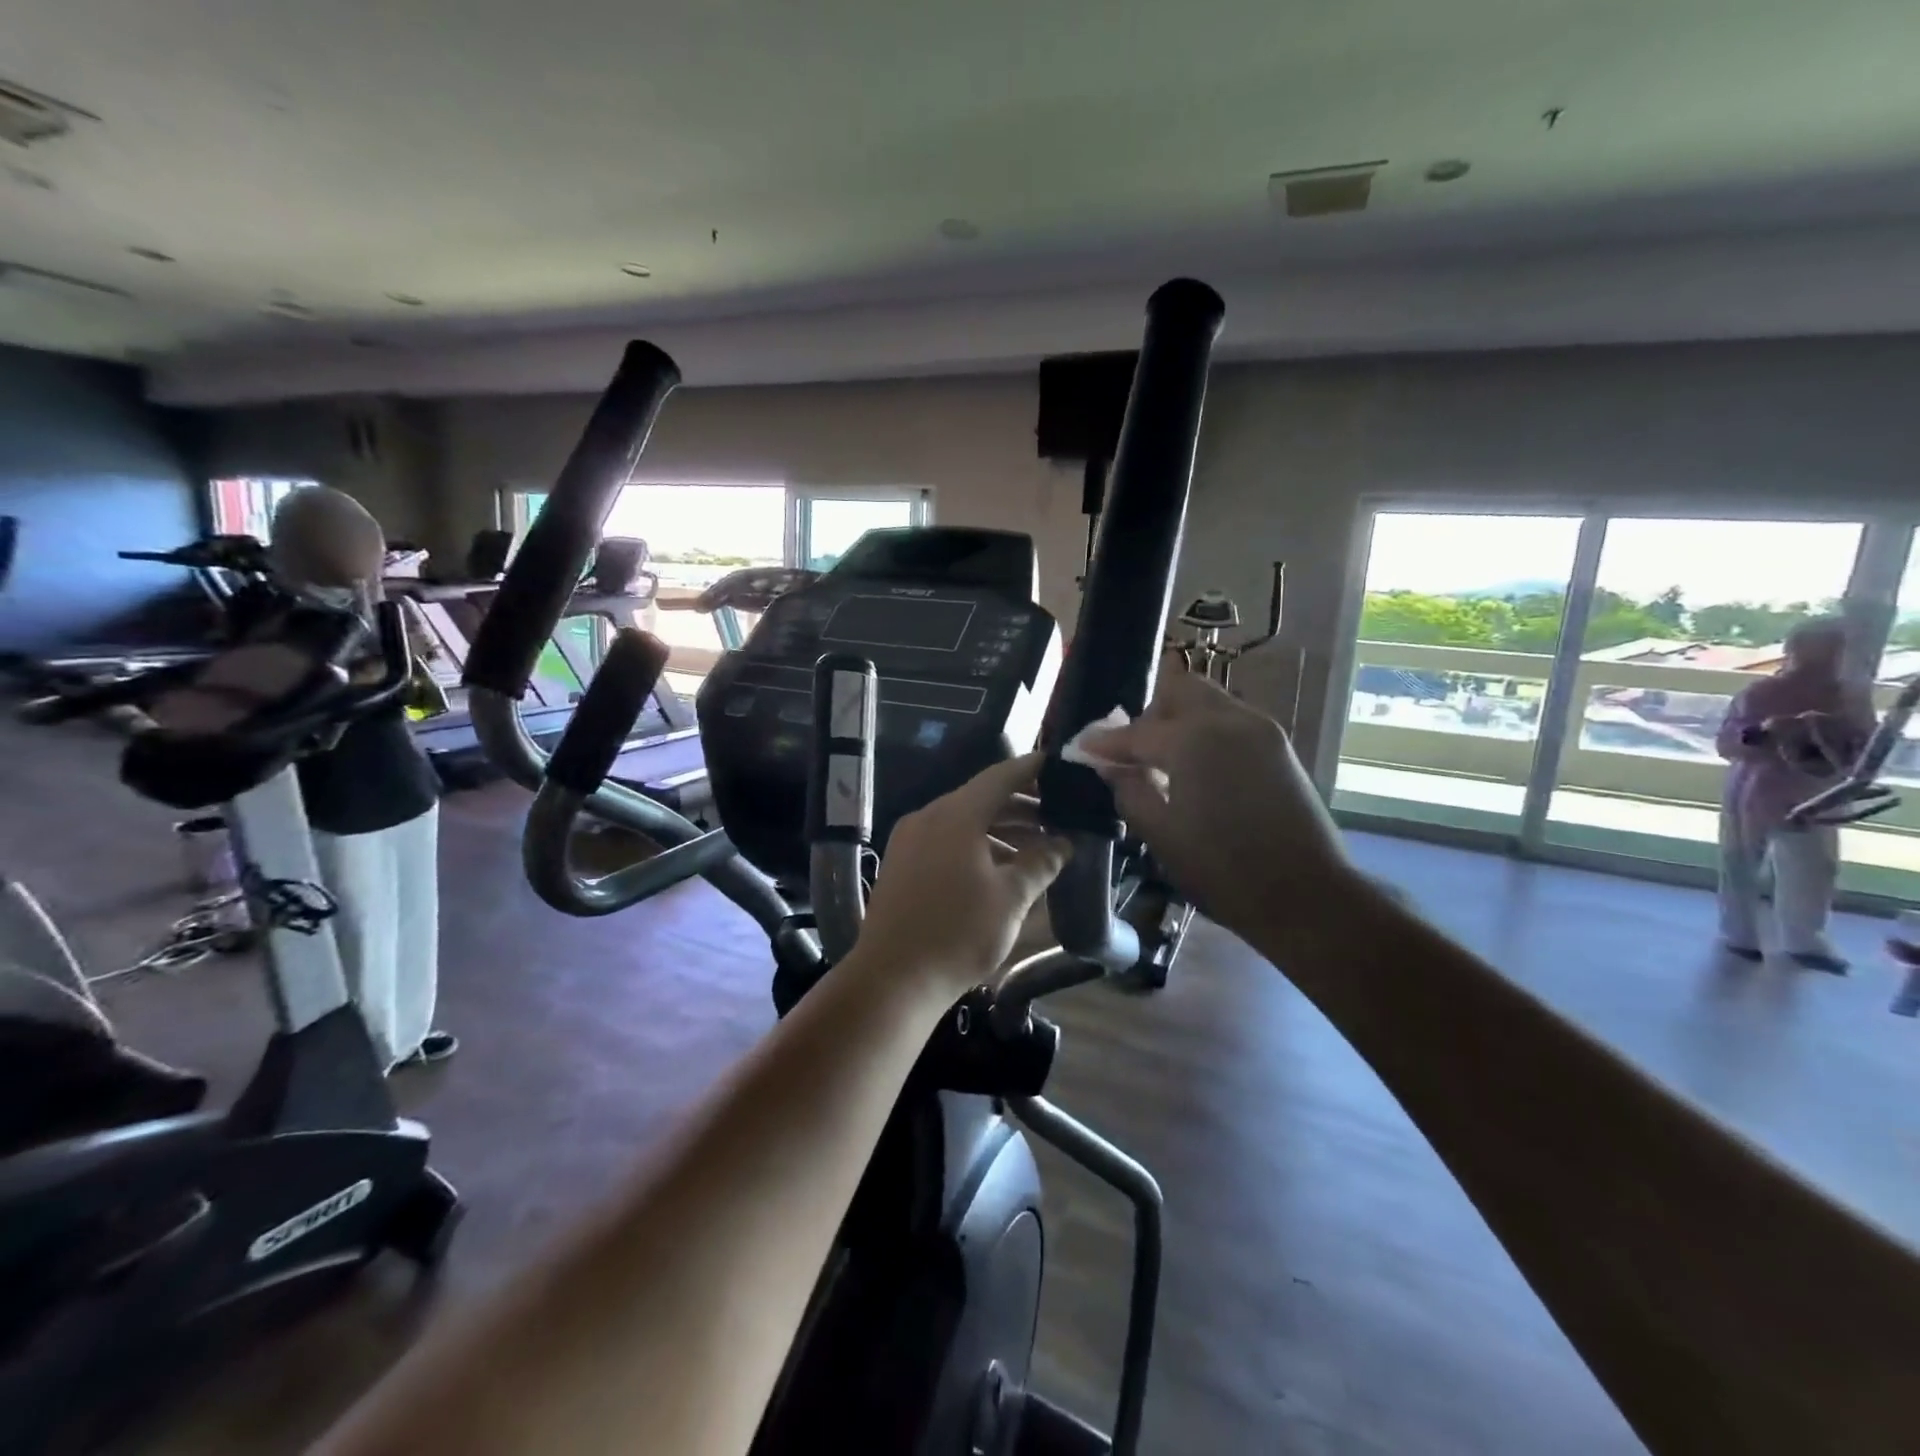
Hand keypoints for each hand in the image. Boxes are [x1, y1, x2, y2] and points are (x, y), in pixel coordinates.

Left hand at [856, 752, 1069, 992]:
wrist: (893, 979)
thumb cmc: (958, 933)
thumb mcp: (1011, 898)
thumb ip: (1040, 863)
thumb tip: (1064, 843)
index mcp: (955, 815)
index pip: (1000, 777)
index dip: (1031, 769)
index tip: (1058, 765)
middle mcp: (928, 817)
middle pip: (981, 799)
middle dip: (1022, 808)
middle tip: (1059, 817)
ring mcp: (910, 840)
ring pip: (964, 822)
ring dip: (1001, 831)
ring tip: (1037, 850)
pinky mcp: (902, 863)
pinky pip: (946, 841)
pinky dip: (976, 846)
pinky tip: (1000, 870)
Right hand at [1083, 666, 1355, 948]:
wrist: (1307, 895)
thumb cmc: (1223, 871)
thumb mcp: (1161, 835)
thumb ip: (1129, 790)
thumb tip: (1111, 766)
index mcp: (1193, 740)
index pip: (1136, 731)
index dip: (1104, 742)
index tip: (1081, 748)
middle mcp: (1228, 719)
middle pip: (1178, 690)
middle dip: (1148, 713)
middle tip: (1130, 750)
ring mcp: (1260, 729)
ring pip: (1207, 701)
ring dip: (1177, 719)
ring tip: (1161, 759)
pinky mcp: (1278, 746)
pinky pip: (1229, 720)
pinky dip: (1203, 731)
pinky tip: (1194, 767)